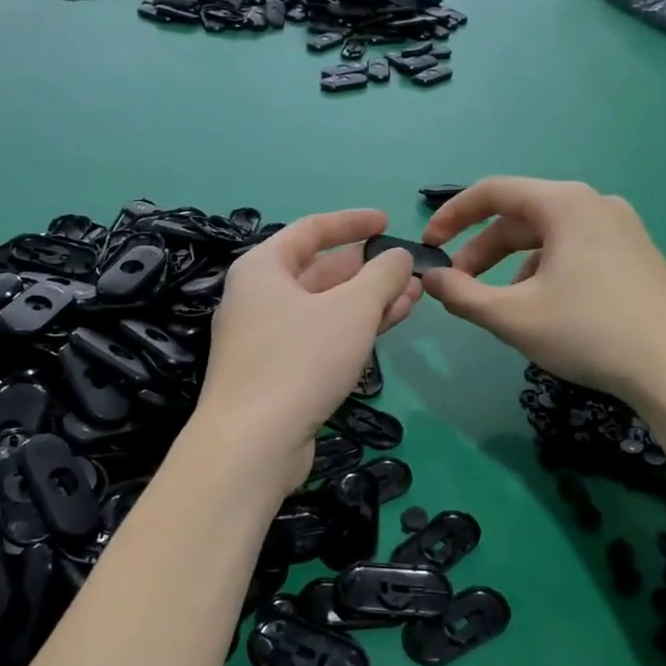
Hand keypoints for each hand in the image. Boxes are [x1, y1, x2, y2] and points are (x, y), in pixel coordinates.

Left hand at [200, 210, 420, 488]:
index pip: (312, 230)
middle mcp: (258, 297)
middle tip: (408, 269)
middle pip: (318, 271)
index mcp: (263, 268)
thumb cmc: (299, 360)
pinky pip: (320, 337)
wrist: (253, 443)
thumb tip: (399, 257)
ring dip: (367, 301)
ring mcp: (265, 338)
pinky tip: (387, 327)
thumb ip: (381, 276)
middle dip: (367, 269)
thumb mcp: (351, 310)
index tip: (388, 221)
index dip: (352, 223)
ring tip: (413, 297)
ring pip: (324, 308)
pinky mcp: (276, 373)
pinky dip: (352, 329)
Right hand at [420, 177, 665, 408]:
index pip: (493, 192)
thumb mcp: (513, 316)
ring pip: (549, 237)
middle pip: (521, 217)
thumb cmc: (589, 333)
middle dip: (482, 251)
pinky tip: (545, 310)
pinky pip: (576, 250)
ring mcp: (622, 228)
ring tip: (502, 306)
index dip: (452, 216)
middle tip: (458, 286)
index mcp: (565, 204)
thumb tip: (430, 279)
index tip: (429, 245)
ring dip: (512, 265)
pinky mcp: (636, 254)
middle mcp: (595, 203)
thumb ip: (462, 294)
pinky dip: (546, 271)